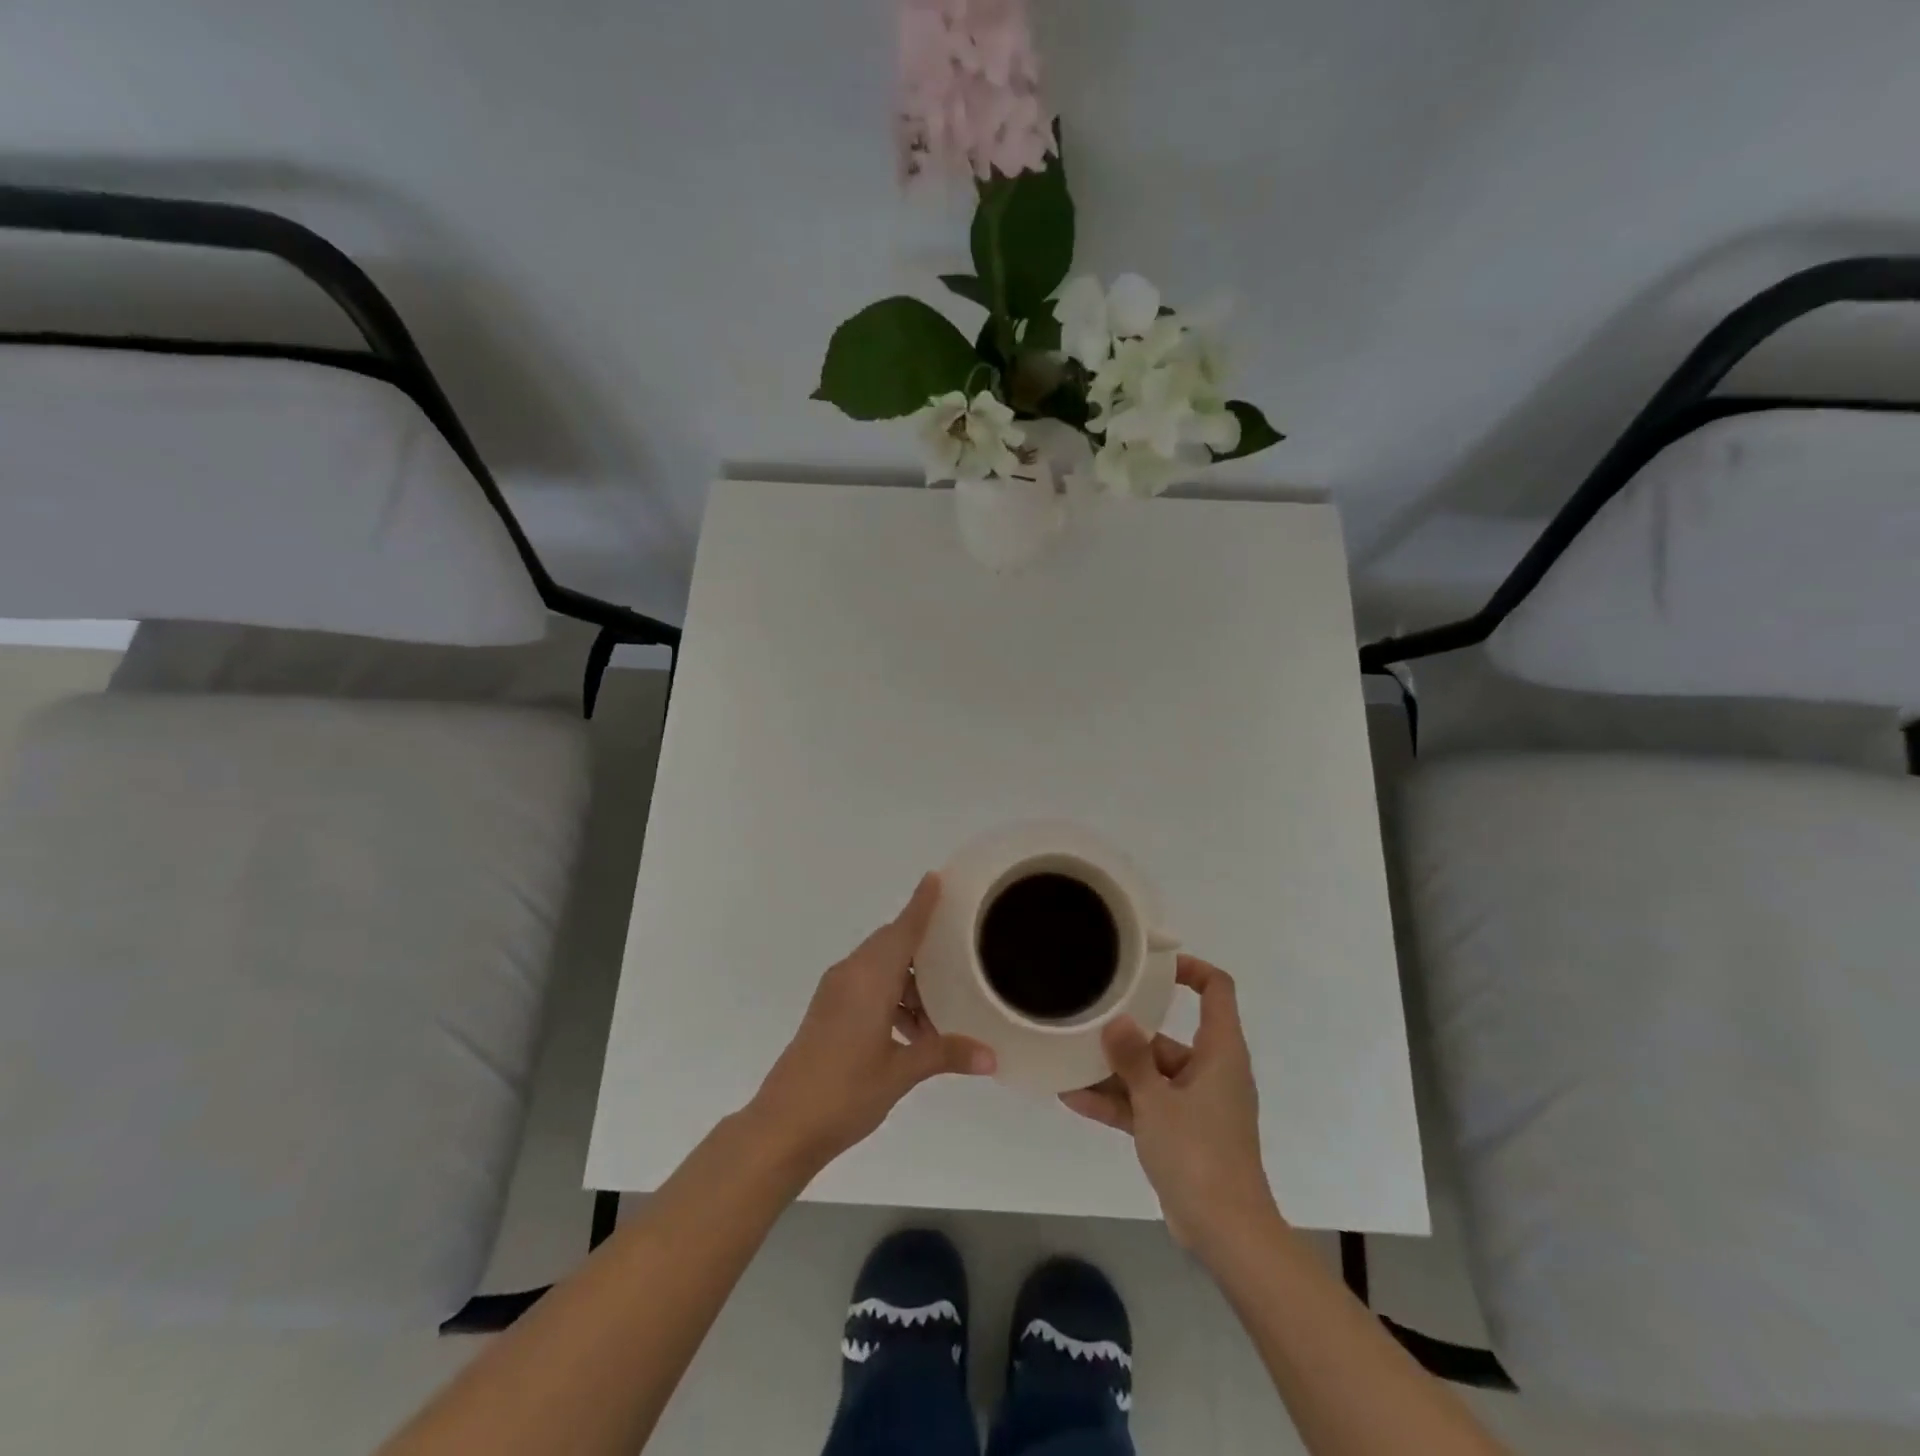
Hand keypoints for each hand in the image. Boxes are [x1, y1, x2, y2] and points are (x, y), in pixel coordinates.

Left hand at [745, 873, 995, 1174]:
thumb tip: (991, 1058)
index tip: (937, 877)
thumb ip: (945, 1055)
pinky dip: (891, 995)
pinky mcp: (827, 1010)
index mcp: (869, 979)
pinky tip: (911, 1029)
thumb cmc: (844, 1092)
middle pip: (891, 943)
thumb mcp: (900, 1072)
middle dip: (922, 944)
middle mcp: (850, 975)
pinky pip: (866, 985)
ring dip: (908, 980)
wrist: (782, 1125)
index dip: (921, 904)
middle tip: (959, 948)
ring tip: (940, 1008)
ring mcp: (835, 992)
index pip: (902, 930)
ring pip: (879, 967)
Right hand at [1060, 956, 1278, 1251]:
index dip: (1191, 969)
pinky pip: (1147, 1107)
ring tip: (1069, 1059)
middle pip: (1169, 1036)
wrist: (1227, 1233)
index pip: (1217, 991)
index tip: (1152, 967)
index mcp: (1220, 1053)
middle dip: (1128, 1032)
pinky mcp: (1183, 1134)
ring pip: (1152, 1075)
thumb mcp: (1157, 1101)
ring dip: (1114, 1072)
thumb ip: (1132, 1058)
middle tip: (1089, 1018)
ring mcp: (1196, 1105)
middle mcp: (1211, 1071)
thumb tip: (1116, 1021)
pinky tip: (1073, 1098)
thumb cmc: (1199, 1154)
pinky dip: (1118, 1103)